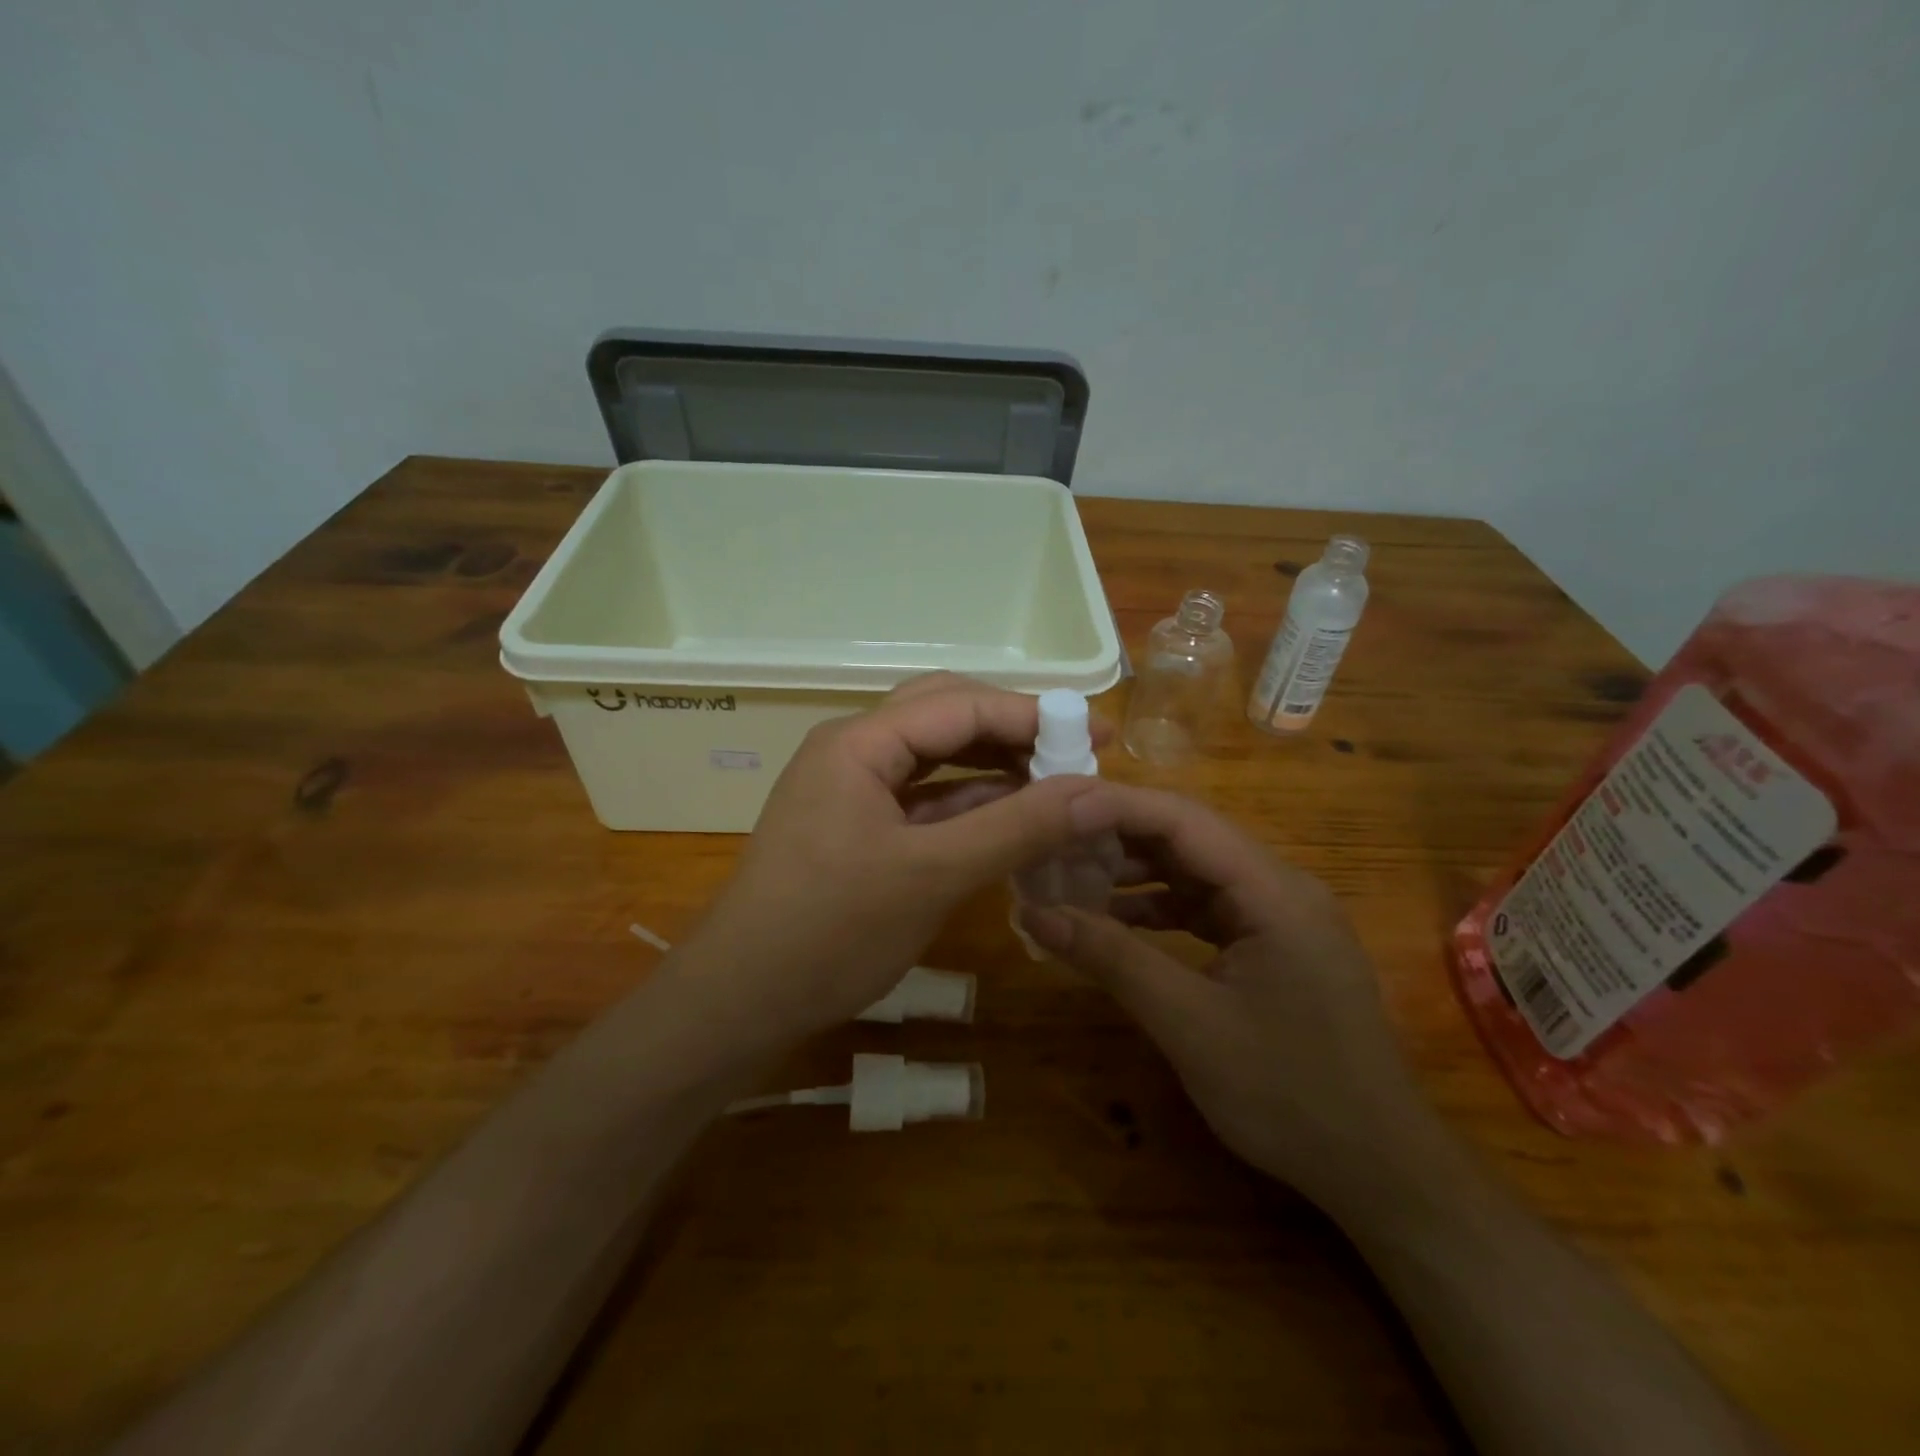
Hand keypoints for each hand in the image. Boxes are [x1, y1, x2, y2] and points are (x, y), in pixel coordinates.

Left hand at [692, 674, 1111, 1039]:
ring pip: (935, 756)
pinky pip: (922, 797)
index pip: (961, 705)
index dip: (1034, 715)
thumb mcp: (933, 876)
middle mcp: (852, 749)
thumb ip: (1017, 827)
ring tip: (1055, 781)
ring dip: (994, 765)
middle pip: (945, 715)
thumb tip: (1098, 792)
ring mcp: (850, 787)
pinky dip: (968, 802)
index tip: (1098, 735)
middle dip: (1013, 729)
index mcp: (859, 742)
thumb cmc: (830, 932)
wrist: (740, 1001)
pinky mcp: (856, 825)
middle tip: (1075, 752)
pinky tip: (1011, 816)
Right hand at [1017, 785, 1435, 1203]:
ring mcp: (1278, 915)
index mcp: (1273, 890)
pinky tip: (1111, 919)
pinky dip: (1156, 908)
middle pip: (1186, 838)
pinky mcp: (1271, 944)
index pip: (1182, 820)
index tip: (1051, 812)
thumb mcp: (1189, 1023)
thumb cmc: (1289, 1095)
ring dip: (1132, 871)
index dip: (1113, 807)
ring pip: (1193, 870)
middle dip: (1115, 836)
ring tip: (1067, 875)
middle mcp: (1279, 886)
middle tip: (1049, 840)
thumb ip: (1111, 958)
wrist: (1380, 1172)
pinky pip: (1204, 907)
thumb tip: (1033, 912)